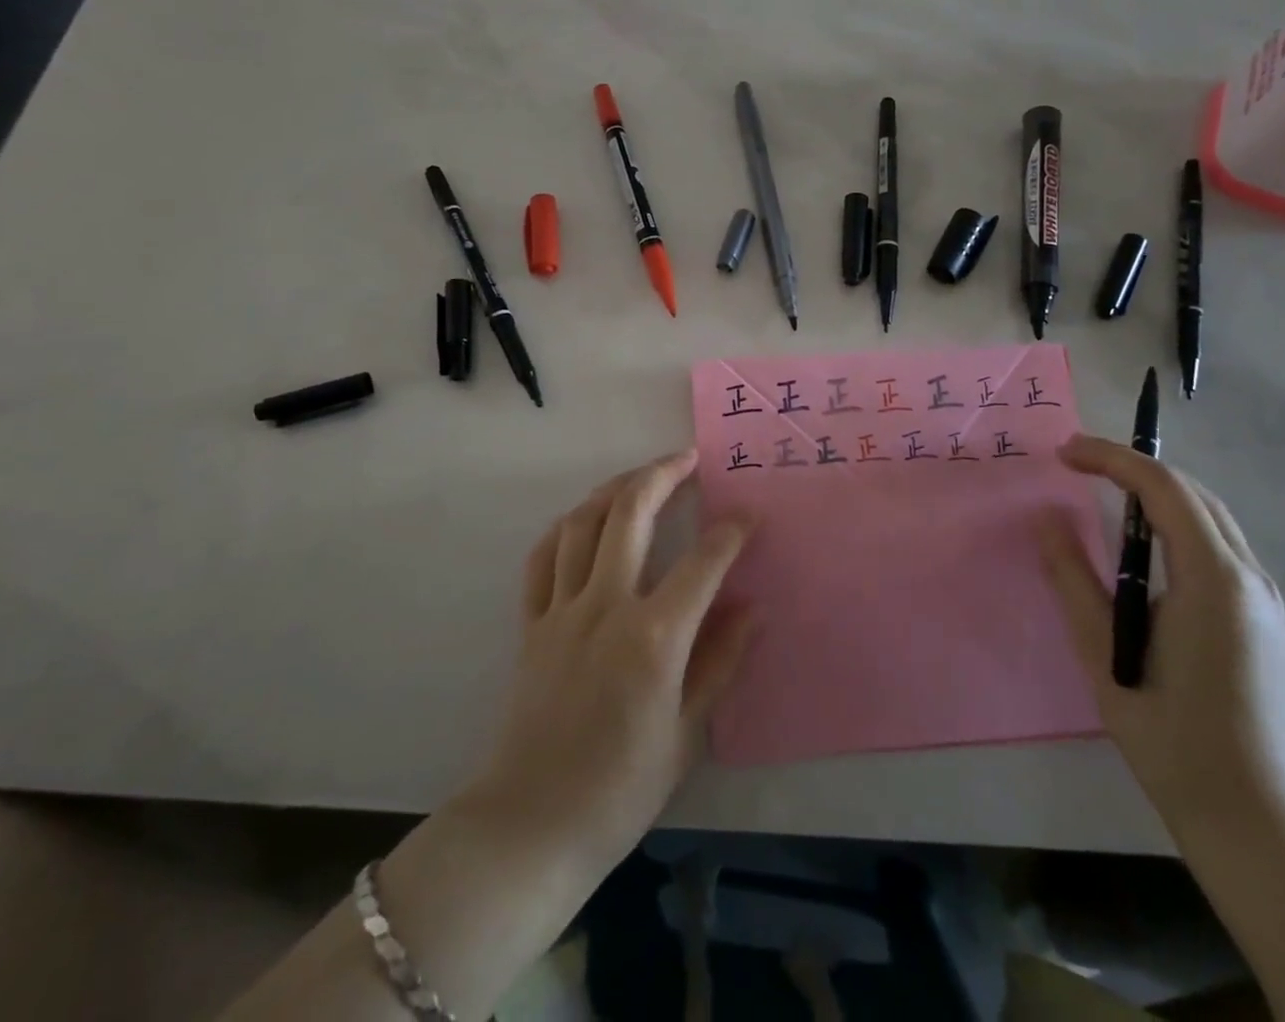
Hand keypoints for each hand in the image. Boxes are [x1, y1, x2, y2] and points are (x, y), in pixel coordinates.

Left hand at [465, 449, 755, 874]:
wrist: (531, 825)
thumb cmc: (620, 789)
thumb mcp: (686, 733)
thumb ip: (721, 662)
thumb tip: (753, 608)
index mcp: (653, 636)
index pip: (703, 562)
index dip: (731, 532)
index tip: (749, 515)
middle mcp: (605, 606)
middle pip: (631, 514)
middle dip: (662, 475)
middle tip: (687, 458)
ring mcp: (561, 610)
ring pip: (582, 524)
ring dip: (613, 489)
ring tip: (639, 478)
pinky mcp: (531, 624)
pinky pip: (542, 558)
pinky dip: (564, 529)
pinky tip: (581, 521)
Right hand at [1037, 434, 1284, 840]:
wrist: (1255, 816)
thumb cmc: (1171, 734)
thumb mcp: (1105, 653)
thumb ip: (1074, 578)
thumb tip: (1048, 520)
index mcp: (1214, 580)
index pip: (1163, 489)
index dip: (1111, 459)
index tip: (1063, 453)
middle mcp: (1249, 577)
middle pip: (1193, 493)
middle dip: (1133, 466)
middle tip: (1077, 462)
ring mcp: (1263, 598)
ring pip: (1210, 515)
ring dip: (1156, 491)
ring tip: (1103, 488)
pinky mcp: (1262, 617)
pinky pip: (1217, 543)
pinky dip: (1175, 519)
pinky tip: (1142, 538)